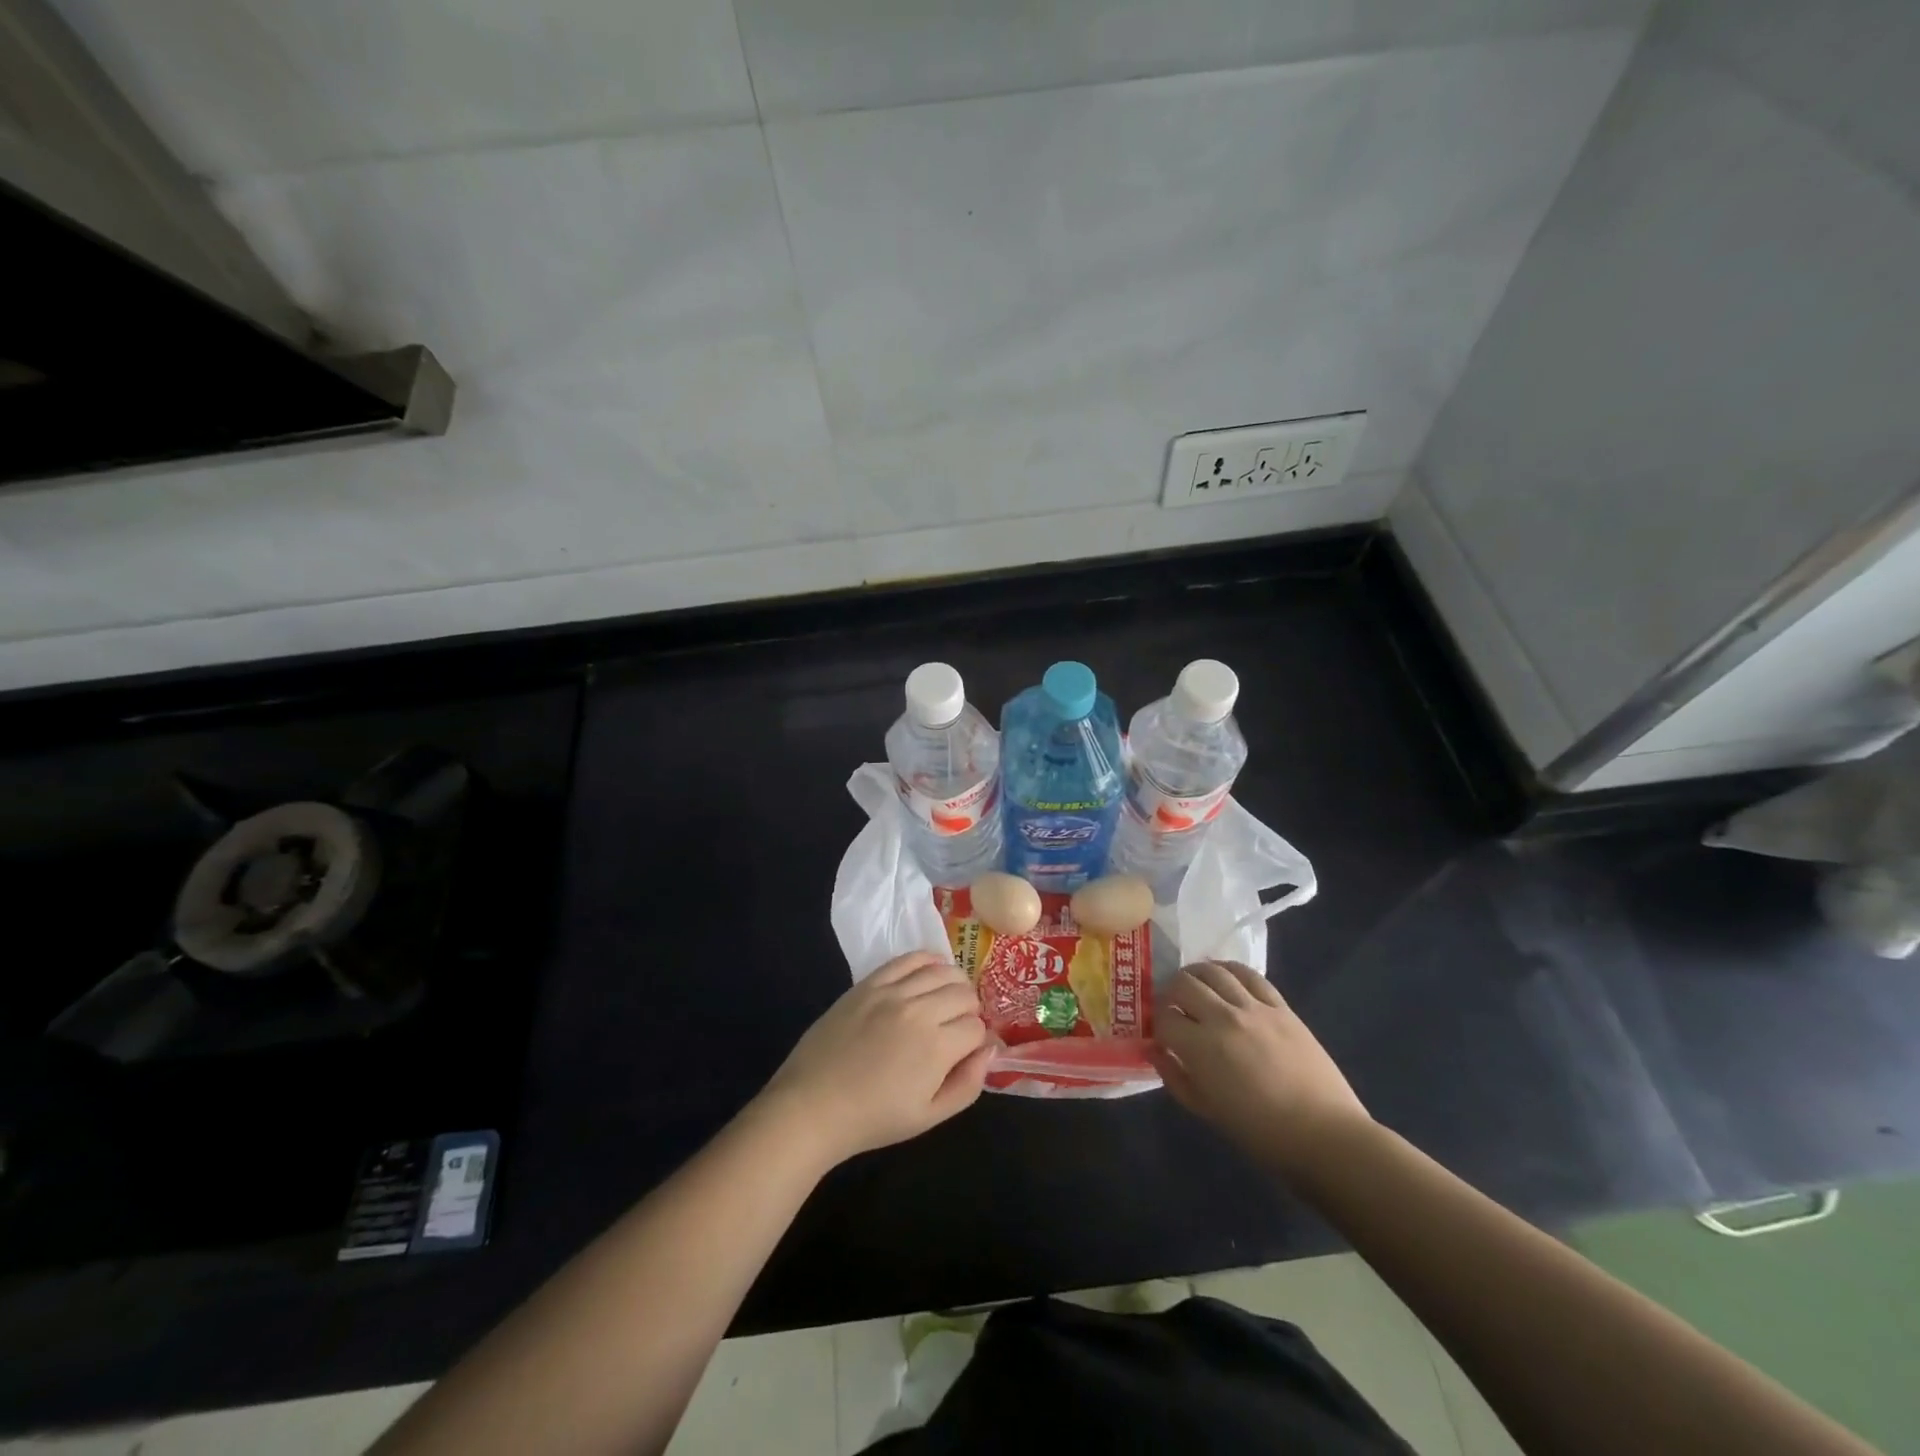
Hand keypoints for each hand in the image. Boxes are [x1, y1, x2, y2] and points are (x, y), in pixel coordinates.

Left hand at [755, 952, 991, 1168]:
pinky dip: (928, 960)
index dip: (978, 1040)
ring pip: (943, 971)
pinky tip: (931, 971)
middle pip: (964, 993)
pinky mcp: (870, 983)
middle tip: (958, 1027)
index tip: (968, 1050)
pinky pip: (909, 958)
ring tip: (947, 1000)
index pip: (977, 1027)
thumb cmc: (873, 1118)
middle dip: (970, 1010)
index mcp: (938, 1047)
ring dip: (954, 983)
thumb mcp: (929, 1117)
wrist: (813, 1105)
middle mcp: (920, 1010)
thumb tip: (990, 1050)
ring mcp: (893, 992)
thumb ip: (968, 1084)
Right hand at [1149, 961, 1370, 1174]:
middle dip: (1170, 993)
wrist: (1325, 1135)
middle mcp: (1223, 1018)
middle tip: (1172, 1006)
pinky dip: (1230, 970)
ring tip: (1193, 984)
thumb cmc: (1261, 1133)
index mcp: (1201, 1048)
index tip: (1161, 1033)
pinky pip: (1250, 975)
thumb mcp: (1207, 1111)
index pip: (1164, 1018)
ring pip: (1214, 971)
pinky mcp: (1281, 1007)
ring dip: (1196, 974)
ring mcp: (1255, 1008)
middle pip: (1183, 984)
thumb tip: (1155, 1050)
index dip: (1157, 1023)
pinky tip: (1224, 976)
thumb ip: (1175, 1077)